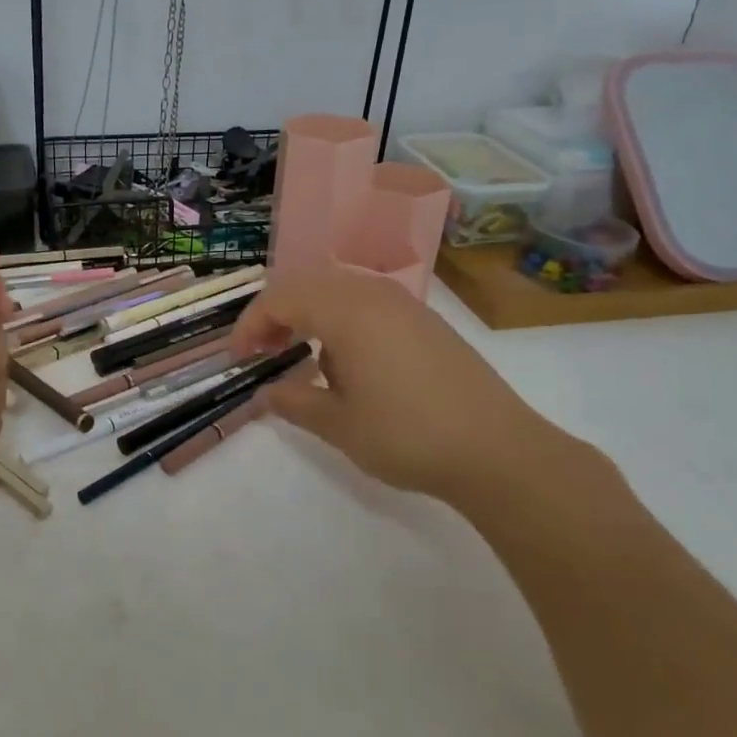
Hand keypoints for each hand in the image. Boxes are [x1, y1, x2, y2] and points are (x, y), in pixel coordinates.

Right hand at [231, 268, 572, 510]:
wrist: (498, 449)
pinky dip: (341, 322)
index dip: (250, 325)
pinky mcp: (425, 322)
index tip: (238, 358)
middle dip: (276, 315)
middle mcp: (373, 294)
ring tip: (298, 356)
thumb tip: (266, 391)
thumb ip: (293, 401)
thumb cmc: (407, 434)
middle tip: (261, 352)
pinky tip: (346, 363)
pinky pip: (368, 305)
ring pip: (339, 293)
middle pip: (308, 287)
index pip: (280, 299)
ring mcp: (404, 305)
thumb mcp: (338, 424)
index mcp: (345, 310)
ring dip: (309, 317)